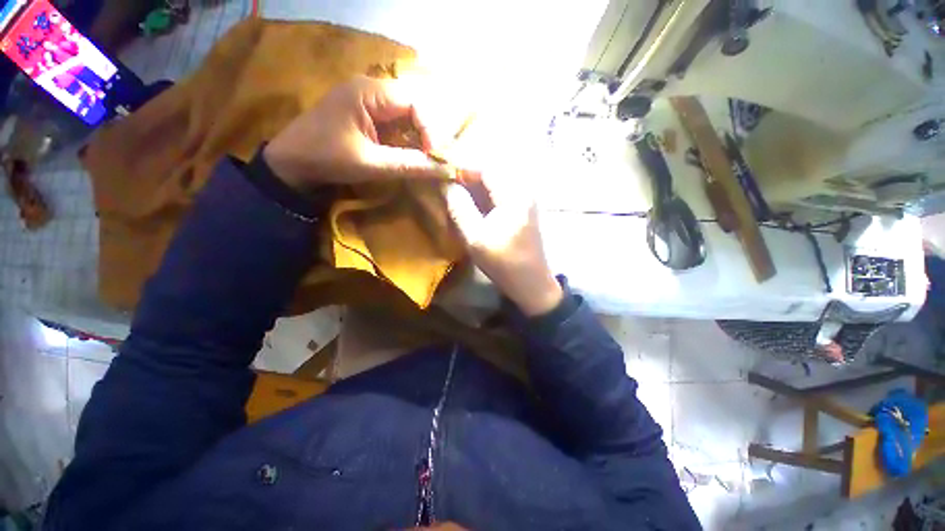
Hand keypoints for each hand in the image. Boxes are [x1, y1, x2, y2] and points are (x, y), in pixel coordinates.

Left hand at [263, 76, 448, 189]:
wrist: (291, 162)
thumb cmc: (328, 158)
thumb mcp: (372, 164)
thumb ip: (409, 165)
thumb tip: (444, 170)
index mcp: (369, 92)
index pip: (414, 103)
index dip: (429, 129)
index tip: (432, 156)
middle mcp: (370, 89)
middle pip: (411, 106)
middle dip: (425, 133)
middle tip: (431, 158)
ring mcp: (366, 100)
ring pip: (404, 115)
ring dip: (416, 137)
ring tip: (423, 158)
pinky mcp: (364, 113)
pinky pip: (393, 122)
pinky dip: (404, 139)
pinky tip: (407, 154)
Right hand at [445, 170, 562, 316]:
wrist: (531, 283)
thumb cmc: (504, 263)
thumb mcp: (476, 238)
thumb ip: (460, 208)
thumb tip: (447, 185)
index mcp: (514, 195)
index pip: (486, 166)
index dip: (462, 164)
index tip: (442, 169)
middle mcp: (523, 190)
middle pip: (492, 169)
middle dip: (467, 172)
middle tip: (446, 178)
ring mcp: (525, 199)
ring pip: (495, 180)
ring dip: (474, 182)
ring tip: (454, 187)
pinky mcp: (523, 208)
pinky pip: (500, 191)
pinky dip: (483, 192)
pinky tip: (471, 200)